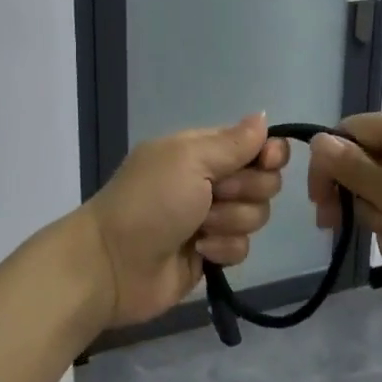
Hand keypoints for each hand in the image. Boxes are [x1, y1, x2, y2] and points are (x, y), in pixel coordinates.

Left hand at [82, 114, 289, 326]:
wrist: (112, 264)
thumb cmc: (150, 202)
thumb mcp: (189, 160)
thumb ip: (233, 142)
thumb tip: (263, 116)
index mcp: (202, 151)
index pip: (255, 144)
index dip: (269, 153)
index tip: (267, 161)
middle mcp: (210, 181)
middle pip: (263, 181)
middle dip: (246, 191)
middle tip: (215, 196)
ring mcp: (211, 219)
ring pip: (256, 215)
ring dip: (230, 221)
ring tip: (200, 229)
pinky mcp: (212, 253)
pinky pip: (242, 247)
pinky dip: (223, 249)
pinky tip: (200, 252)